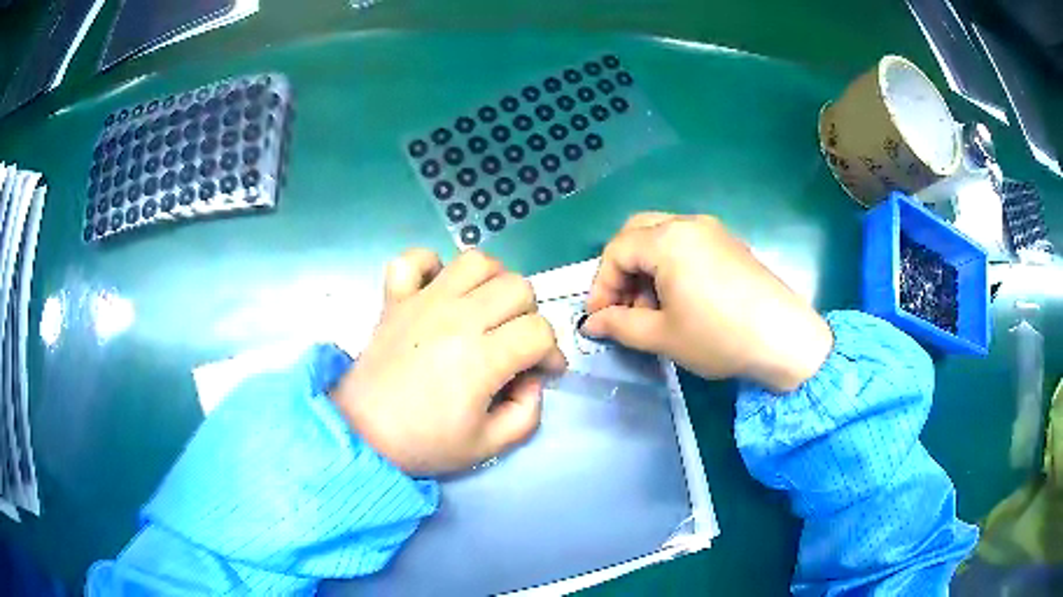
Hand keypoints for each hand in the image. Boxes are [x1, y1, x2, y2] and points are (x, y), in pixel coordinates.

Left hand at [331, 249, 566, 474]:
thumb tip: (532, 379)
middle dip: (529, 315)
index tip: (542, 371)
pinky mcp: (395, 298)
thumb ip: (528, 414)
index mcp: (482, 357)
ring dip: (492, 280)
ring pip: (476, 261)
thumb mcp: (489, 446)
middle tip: (515, 343)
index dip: (551, 352)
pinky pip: (414, 258)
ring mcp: (423, 301)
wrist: (362, 434)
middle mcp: (457, 318)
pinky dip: (430, 265)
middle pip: (517, 287)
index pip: (539, 331)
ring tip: (486, 309)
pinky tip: (438, 290)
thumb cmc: (424, 443)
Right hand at [582, 213, 832, 392]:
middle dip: (621, 269)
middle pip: (637, 233)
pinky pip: (686, 243)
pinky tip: (678, 298)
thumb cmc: (718, 336)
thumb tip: (592, 324)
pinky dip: (670, 264)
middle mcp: (688, 224)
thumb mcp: (662, 336)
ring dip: (645, 267)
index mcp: (668, 239)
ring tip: (651, 309)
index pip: (616, 251)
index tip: (599, 319)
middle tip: (622, 306)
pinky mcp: (729, 243)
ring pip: (661, 236)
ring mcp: (713, 230)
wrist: (784, 339)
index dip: (601, 285)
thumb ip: (620, 325)